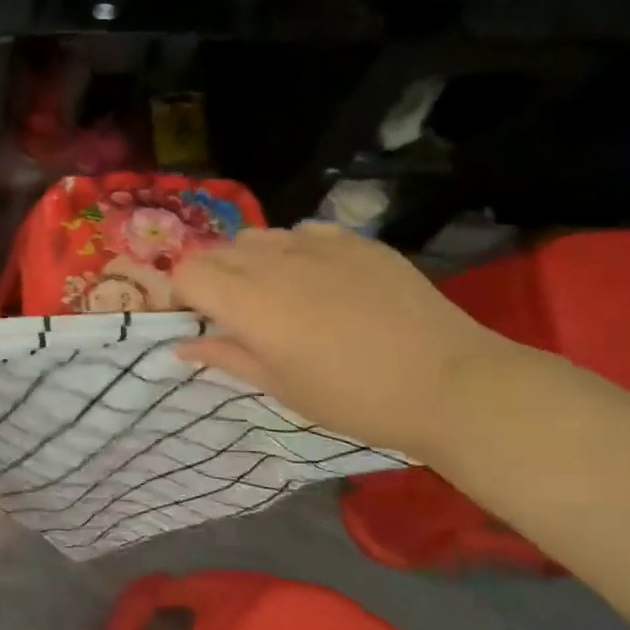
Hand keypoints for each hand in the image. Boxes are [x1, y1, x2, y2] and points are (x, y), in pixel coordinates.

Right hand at [173, 223, 518, 458]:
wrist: (449, 383)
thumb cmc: (351, 396)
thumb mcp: (277, 385)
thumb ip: (224, 355)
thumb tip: (182, 344)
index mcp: (248, 301)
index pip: (186, 272)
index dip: (180, 295)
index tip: (194, 320)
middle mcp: (274, 261)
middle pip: (215, 251)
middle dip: (209, 278)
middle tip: (229, 314)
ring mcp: (318, 245)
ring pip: (256, 237)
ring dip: (246, 262)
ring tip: (271, 294)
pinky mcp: (356, 241)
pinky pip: (301, 232)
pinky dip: (291, 250)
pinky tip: (313, 278)